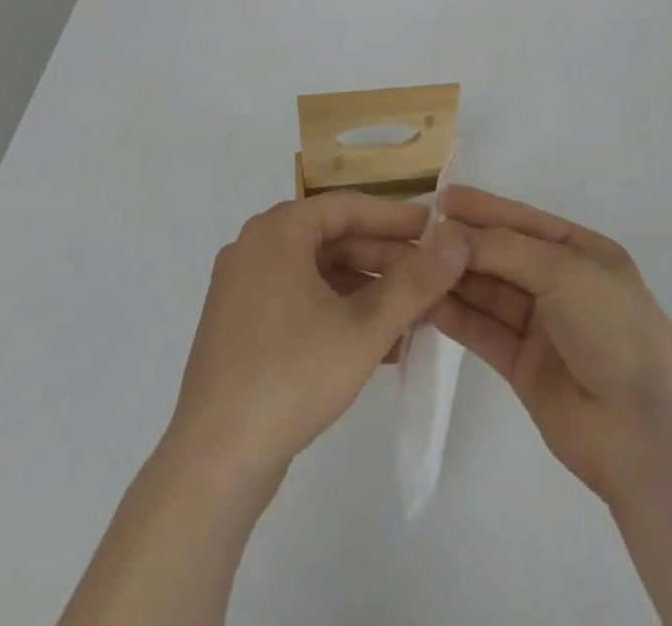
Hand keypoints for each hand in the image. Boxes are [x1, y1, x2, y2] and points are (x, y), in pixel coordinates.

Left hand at [164, 193, 471, 481]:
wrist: (214, 464)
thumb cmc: (292, 376)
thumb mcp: (365, 327)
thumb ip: (415, 282)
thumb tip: (457, 242)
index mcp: (277, 231)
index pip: (348, 207)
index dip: (397, 218)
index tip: (438, 230)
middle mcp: (255, 248)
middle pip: (333, 239)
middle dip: (386, 260)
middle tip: (432, 275)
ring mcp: (244, 290)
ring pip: (319, 274)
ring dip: (367, 290)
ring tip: (414, 312)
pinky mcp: (242, 328)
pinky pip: (301, 302)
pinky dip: (340, 313)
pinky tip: (380, 344)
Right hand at [431, 186, 671, 502]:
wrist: (644, 430)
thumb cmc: (612, 327)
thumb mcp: (563, 270)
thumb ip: (503, 248)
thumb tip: (449, 233)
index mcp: (581, 252)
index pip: (524, 220)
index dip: (484, 208)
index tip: (441, 197)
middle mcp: (560, 284)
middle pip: (502, 256)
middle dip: (463, 244)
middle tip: (414, 233)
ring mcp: (541, 327)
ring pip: (489, 293)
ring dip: (454, 278)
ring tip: (411, 264)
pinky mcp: (522, 367)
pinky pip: (483, 331)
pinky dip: (456, 316)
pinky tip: (425, 302)